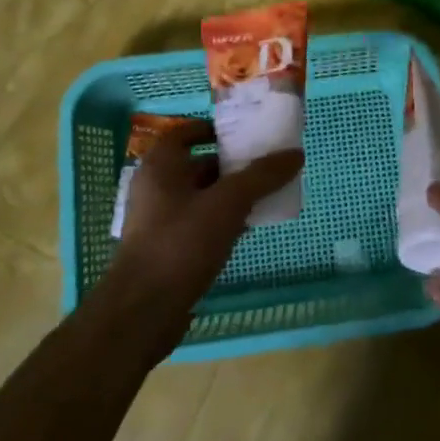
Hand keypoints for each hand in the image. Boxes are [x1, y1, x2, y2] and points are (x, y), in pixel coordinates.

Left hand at [109, 119, 302, 327]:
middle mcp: (155, 188)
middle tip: (266, 164)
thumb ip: (262, 176)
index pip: (185, 133)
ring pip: (201, 197)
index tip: (244, 134)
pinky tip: (248, 229)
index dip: (213, 129)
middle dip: (231, 164)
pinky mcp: (167, 249)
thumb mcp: (228, 203)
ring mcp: (159, 221)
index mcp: (161, 166)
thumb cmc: (181, 243)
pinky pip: (199, 224)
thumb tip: (295, 154)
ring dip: (230, 194)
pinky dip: (222, 221)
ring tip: (266, 194)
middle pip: (197, 164)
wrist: (144, 311)